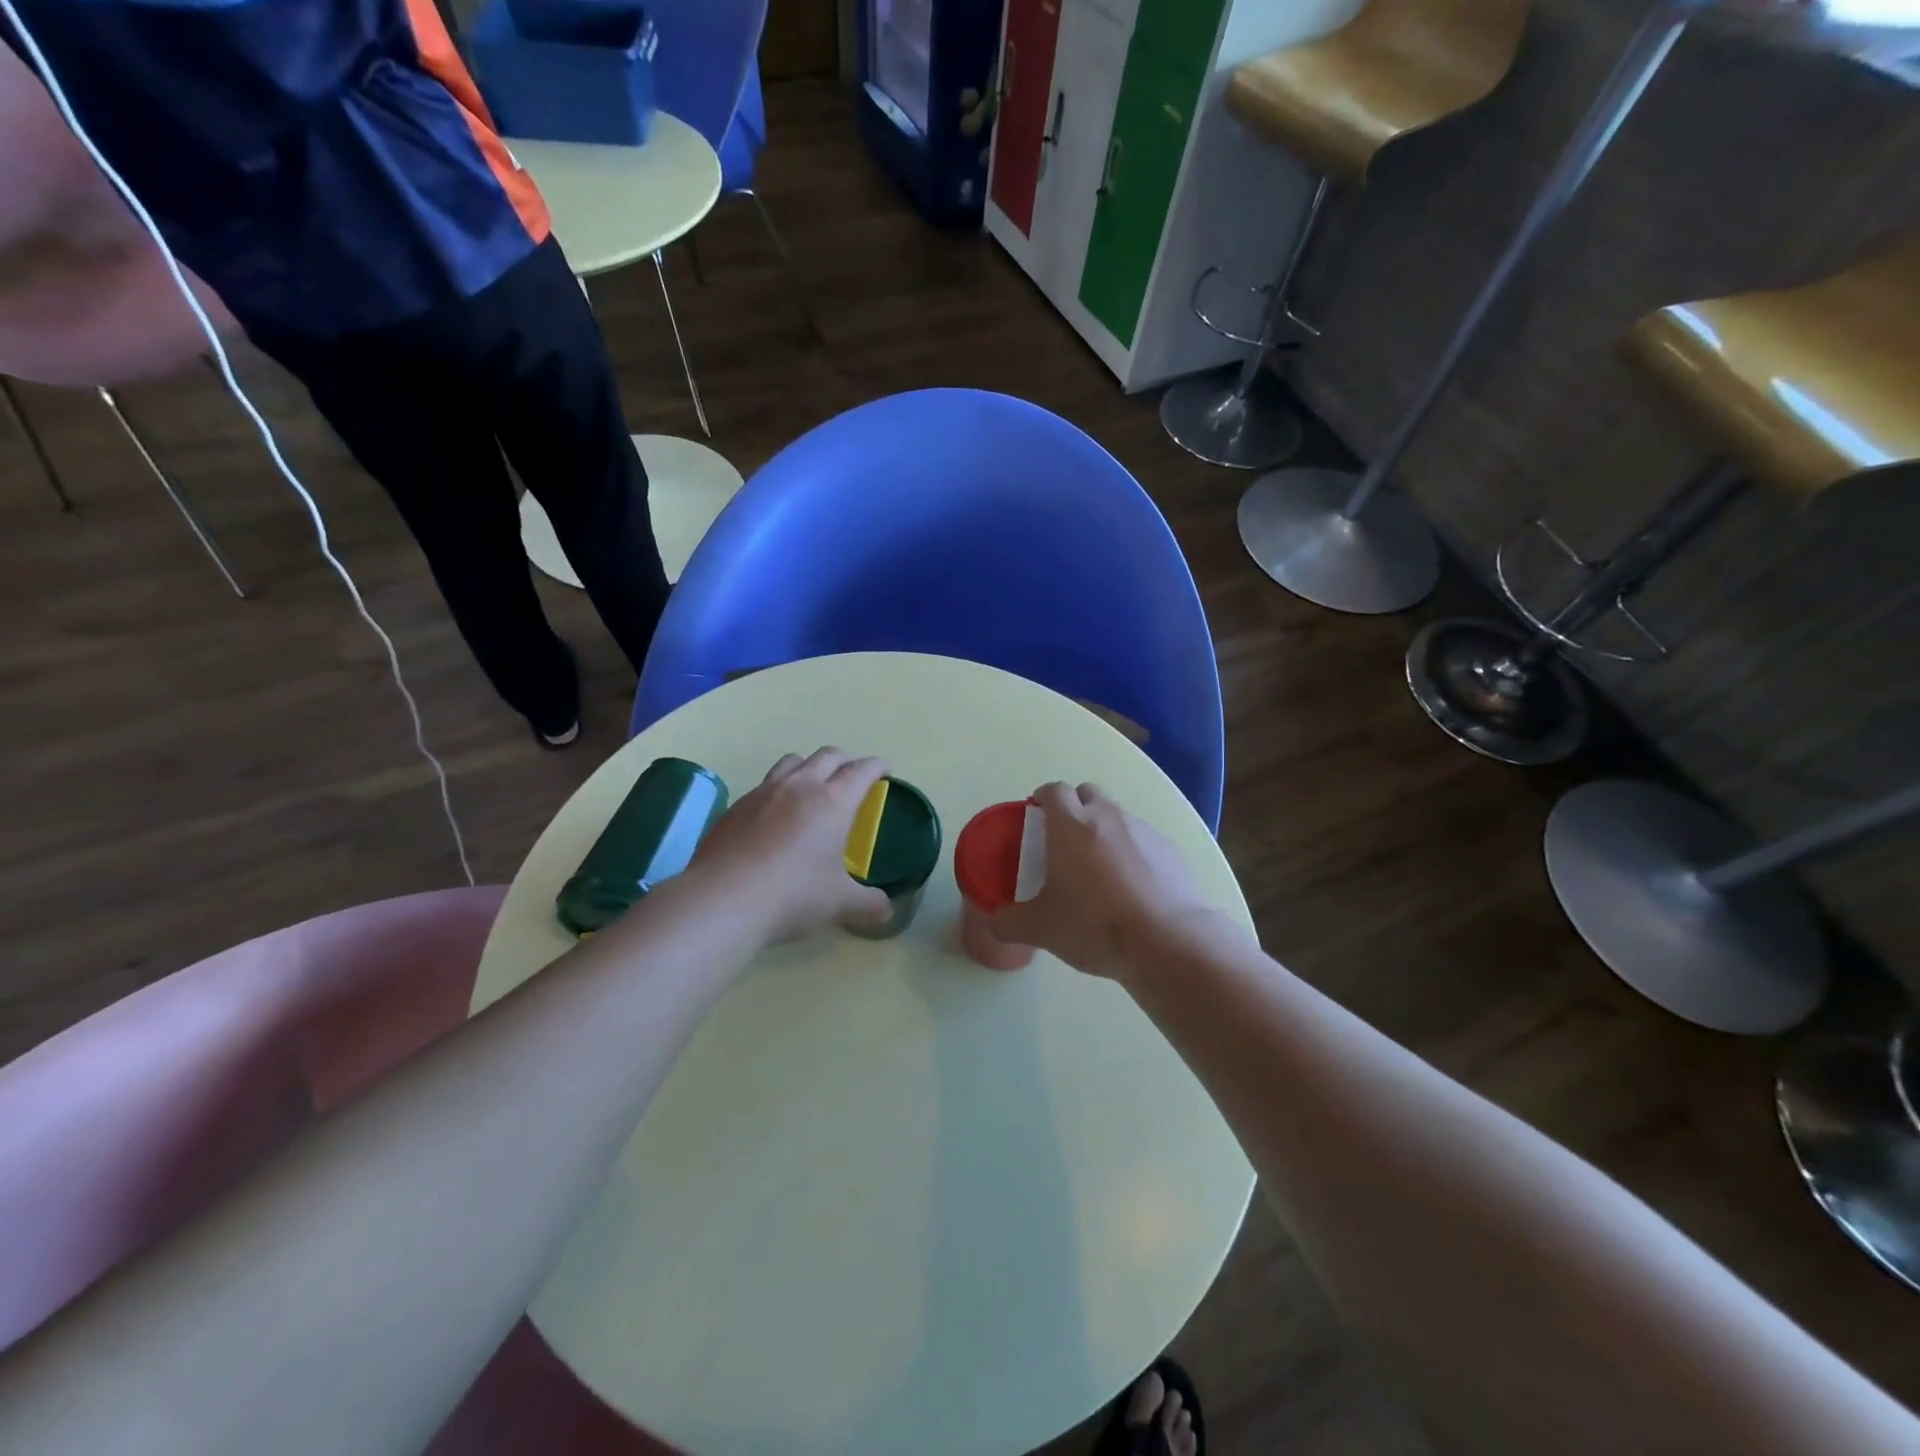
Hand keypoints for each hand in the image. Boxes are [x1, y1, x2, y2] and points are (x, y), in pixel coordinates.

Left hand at [691, 748, 894, 942]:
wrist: (722, 900)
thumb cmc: (793, 896)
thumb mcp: (840, 904)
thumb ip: (869, 904)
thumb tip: (887, 912)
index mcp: (833, 802)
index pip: (861, 770)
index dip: (877, 767)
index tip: (884, 772)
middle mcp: (799, 787)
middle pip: (828, 755)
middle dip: (845, 762)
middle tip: (852, 780)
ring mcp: (763, 793)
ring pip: (792, 761)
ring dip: (809, 767)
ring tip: (811, 789)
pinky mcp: (736, 806)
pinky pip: (763, 785)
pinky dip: (778, 790)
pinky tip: (774, 818)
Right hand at [989, 782, 1227, 983]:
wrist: (1166, 942)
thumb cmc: (1094, 925)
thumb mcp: (1041, 930)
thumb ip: (1009, 922)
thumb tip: (995, 922)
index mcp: (1071, 825)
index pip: (1053, 790)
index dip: (1042, 799)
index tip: (1036, 816)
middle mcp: (1108, 816)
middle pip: (1087, 793)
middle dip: (1075, 807)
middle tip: (1065, 840)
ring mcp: (1143, 830)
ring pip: (1117, 816)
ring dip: (1104, 830)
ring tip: (1099, 869)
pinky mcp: (1170, 850)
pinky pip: (1143, 840)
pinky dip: (1132, 852)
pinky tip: (1132, 886)